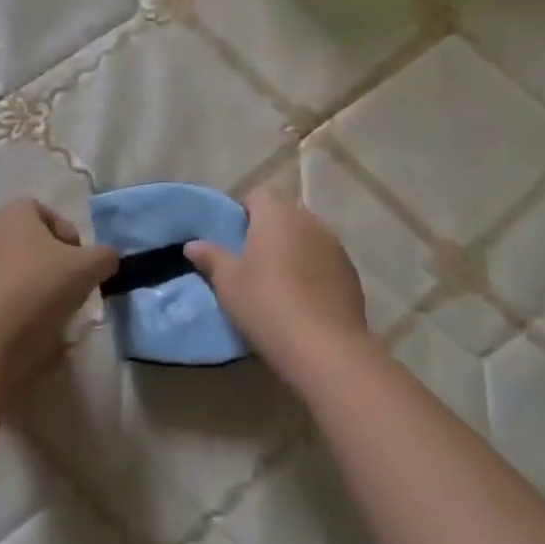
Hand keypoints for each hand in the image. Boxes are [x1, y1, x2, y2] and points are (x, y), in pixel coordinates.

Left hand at [0, 199, 118, 385]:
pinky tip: (34, 326)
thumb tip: (107, 259)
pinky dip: (20, 307)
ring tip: (55, 309)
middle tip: (71, 283)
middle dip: (54, 261)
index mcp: (14, 213)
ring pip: (18, 270)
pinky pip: (4, 296)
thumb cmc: (41, 285)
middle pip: (31, 242)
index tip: (79, 259)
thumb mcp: (89, 267)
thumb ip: (105, 256)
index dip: (68, 233)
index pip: (45, 212)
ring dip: (38, 285)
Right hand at [184, 190, 371, 389]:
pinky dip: (313, 272)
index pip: (257, 196)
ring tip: (279, 284)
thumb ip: (211, 257)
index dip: (243, 214)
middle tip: (252, 264)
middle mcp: (309, 220)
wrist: (325, 347)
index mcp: (276, 214)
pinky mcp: (351, 272)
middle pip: (284, 216)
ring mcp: (335, 245)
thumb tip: (193, 244)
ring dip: (293, 251)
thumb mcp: (227, 282)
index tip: (233, 241)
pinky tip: (304, 301)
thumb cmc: (266, 303)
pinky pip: (324, 262)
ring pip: (307, 238)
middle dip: (269, 233)